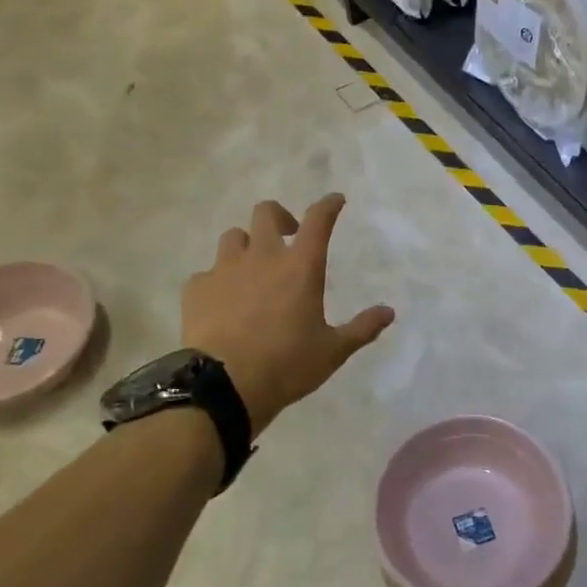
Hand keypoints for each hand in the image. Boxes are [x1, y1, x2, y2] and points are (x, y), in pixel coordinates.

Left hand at [182, 194, 394, 436]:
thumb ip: (362, 328)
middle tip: (287, 236)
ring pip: (233, 237)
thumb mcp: (333, 351)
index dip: (328, 205)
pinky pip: (208, 273)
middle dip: (279, 217)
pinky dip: (218, 281)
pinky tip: (222, 303)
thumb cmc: (287, 365)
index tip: (335, 200)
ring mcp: (225, 269)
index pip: (318, 221)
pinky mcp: (197, 288)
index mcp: (301, 267)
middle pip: (266, 212)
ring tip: (251, 269)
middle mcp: (262, 257)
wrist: (224, 385)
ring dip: (246, 246)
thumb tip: (389, 312)